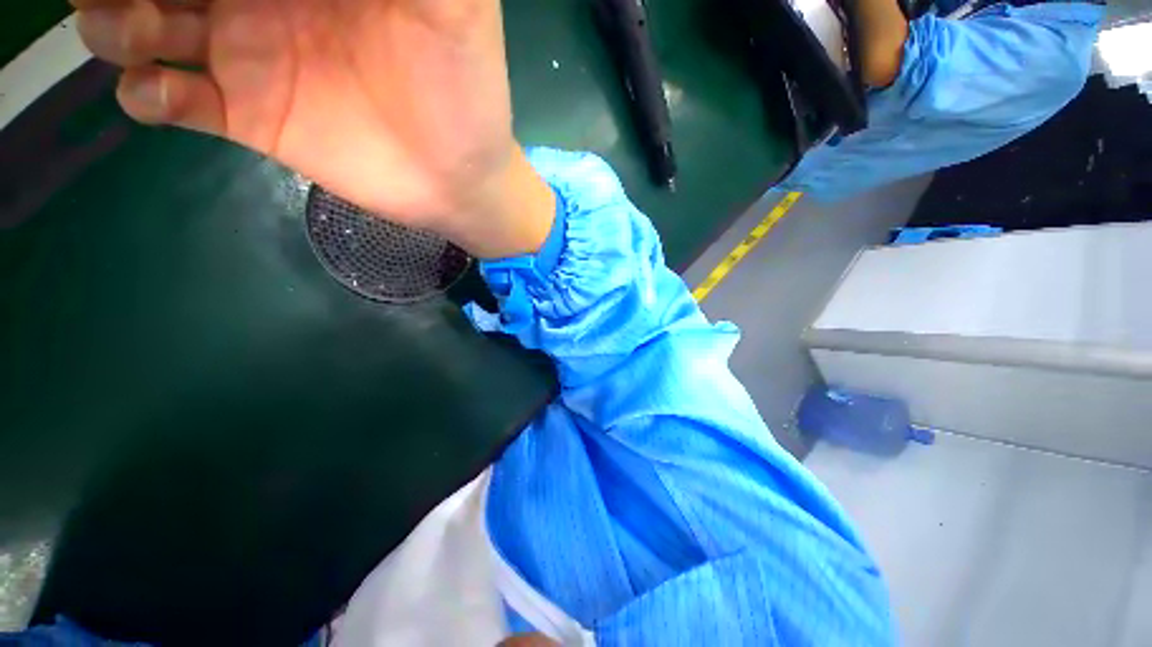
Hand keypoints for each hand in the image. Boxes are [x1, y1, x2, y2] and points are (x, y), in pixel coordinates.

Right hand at [74, 0, 554, 257]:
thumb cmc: (466, 96)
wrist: (460, 180)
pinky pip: (173, 100)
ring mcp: (251, 57)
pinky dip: (147, 93)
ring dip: (113, 18)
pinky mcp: (252, 116)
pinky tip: (158, 93)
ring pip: (147, 20)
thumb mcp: (455, 9)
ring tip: (127, 27)